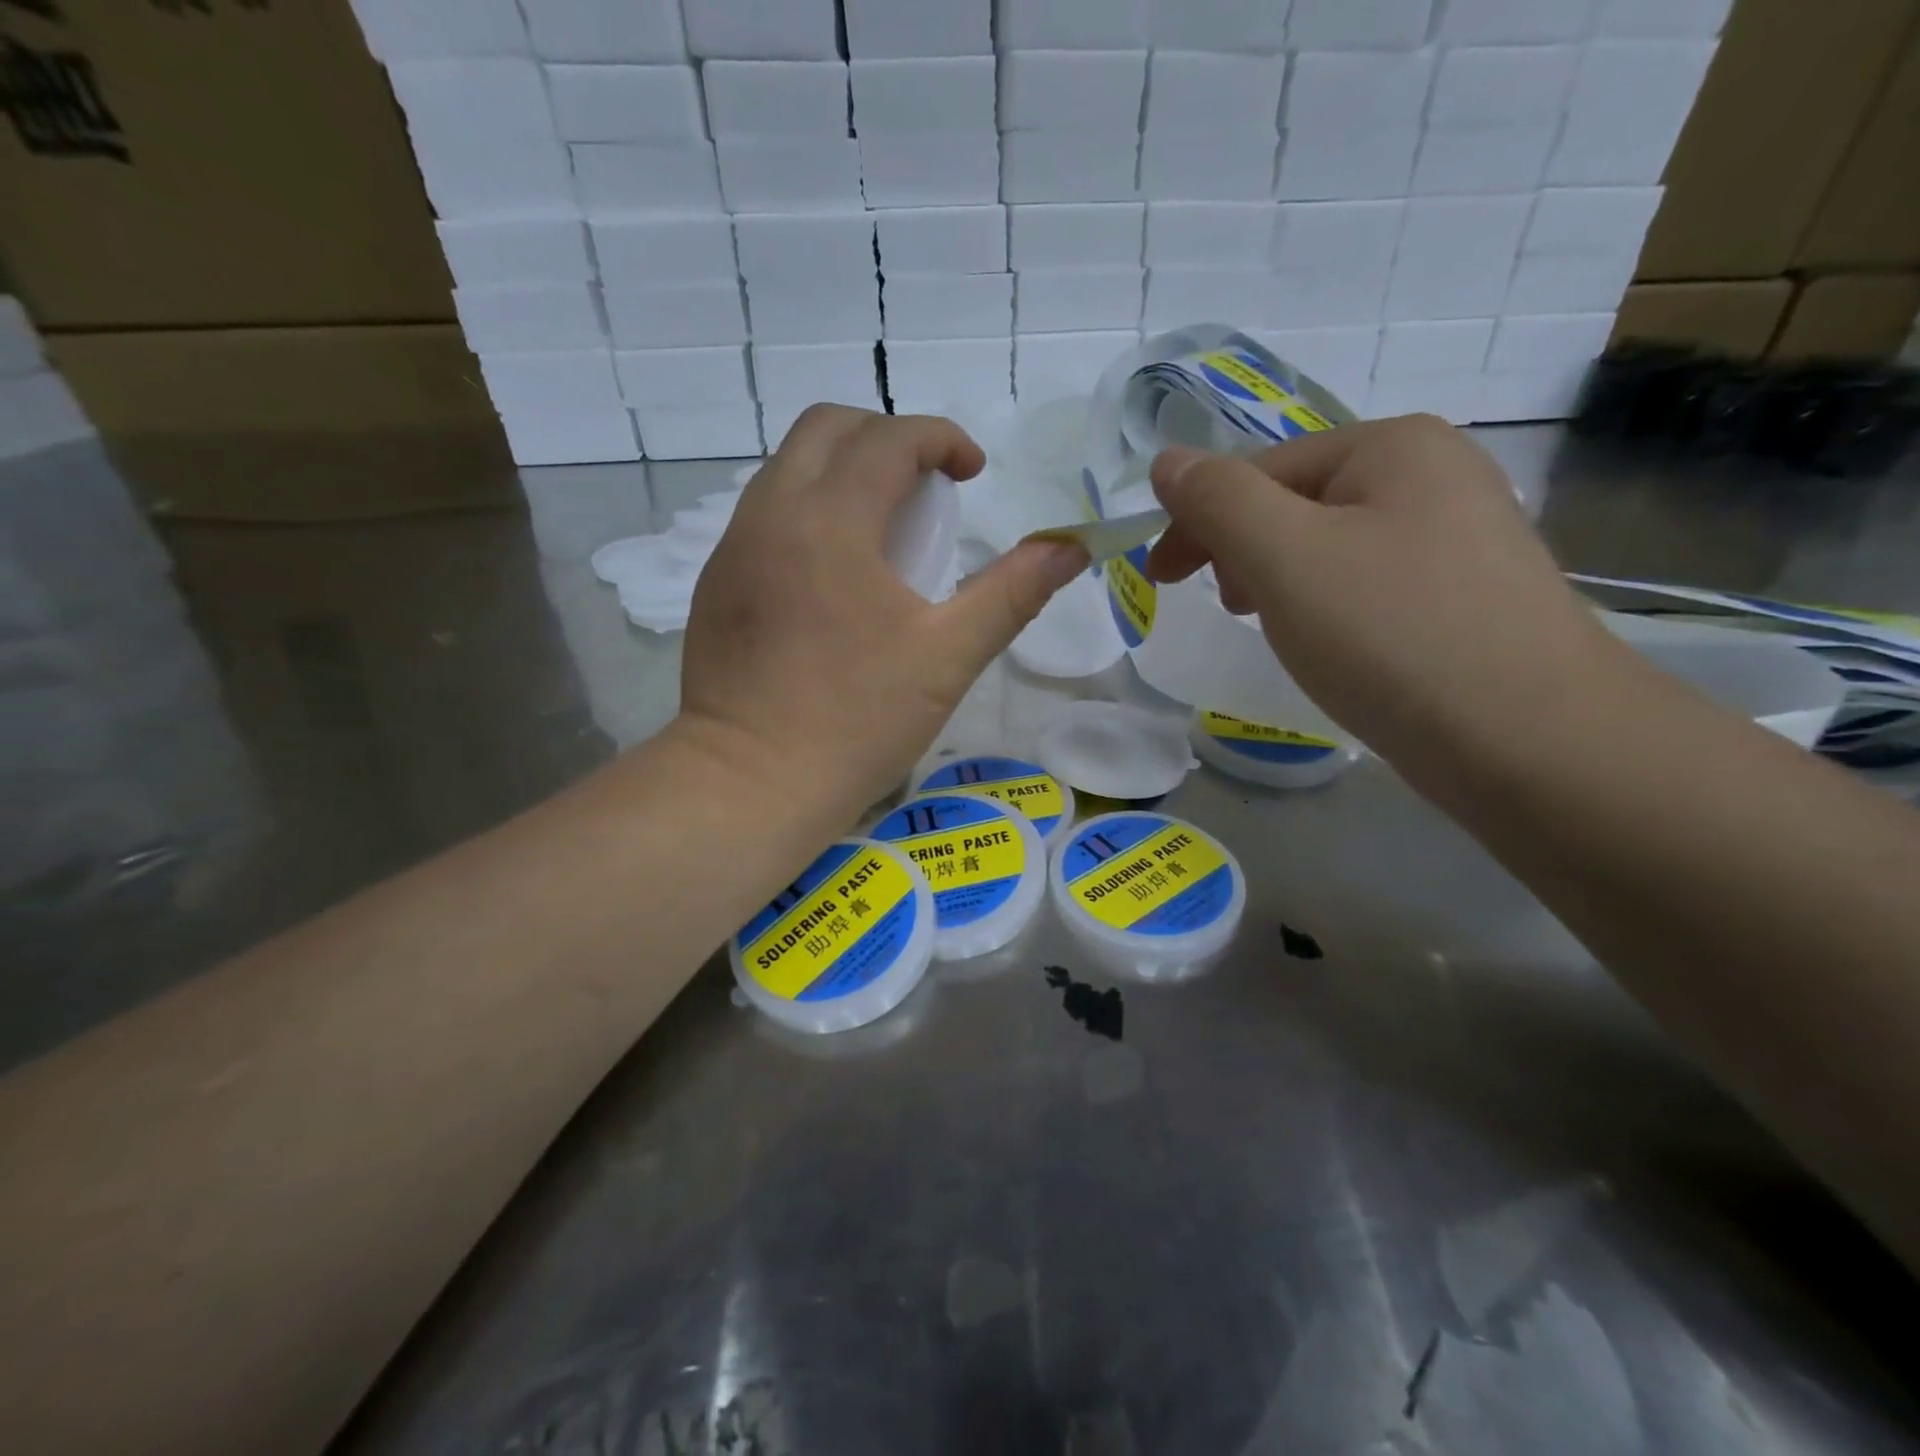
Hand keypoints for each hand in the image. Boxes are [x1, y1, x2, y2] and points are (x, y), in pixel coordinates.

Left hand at [677, 406, 1087, 824]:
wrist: (751, 784)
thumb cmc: (857, 721)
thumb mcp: (949, 657)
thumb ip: (1013, 593)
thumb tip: (1072, 547)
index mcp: (830, 520)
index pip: (888, 439)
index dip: (941, 439)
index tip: (973, 472)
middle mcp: (771, 513)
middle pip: (826, 428)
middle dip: (885, 436)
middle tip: (926, 486)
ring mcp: (733, 546)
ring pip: (787, 467)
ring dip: (841, 469)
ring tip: (883, 526)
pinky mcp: (716, 582)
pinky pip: (764, 512)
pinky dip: (807, 508)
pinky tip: (834, 570)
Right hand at [1147, 415, 1624, 775]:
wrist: (1532, 741)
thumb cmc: (1391, 634)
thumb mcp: (1283, 557)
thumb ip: (1217, 500)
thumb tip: (1166, 460)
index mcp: (1391, 446)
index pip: (1259, 470)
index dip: (1198, 521)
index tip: (1159, 581)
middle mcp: (1435, 473)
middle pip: (1297, 503)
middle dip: (1242, 550)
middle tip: (1224, 608)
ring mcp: (1462, 536)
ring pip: (1333, 547)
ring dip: (1281, 580)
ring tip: (1274, 628)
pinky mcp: (1470, 596)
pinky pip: (1371, 584)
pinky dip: (1330, 606)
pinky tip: (1333, 645)